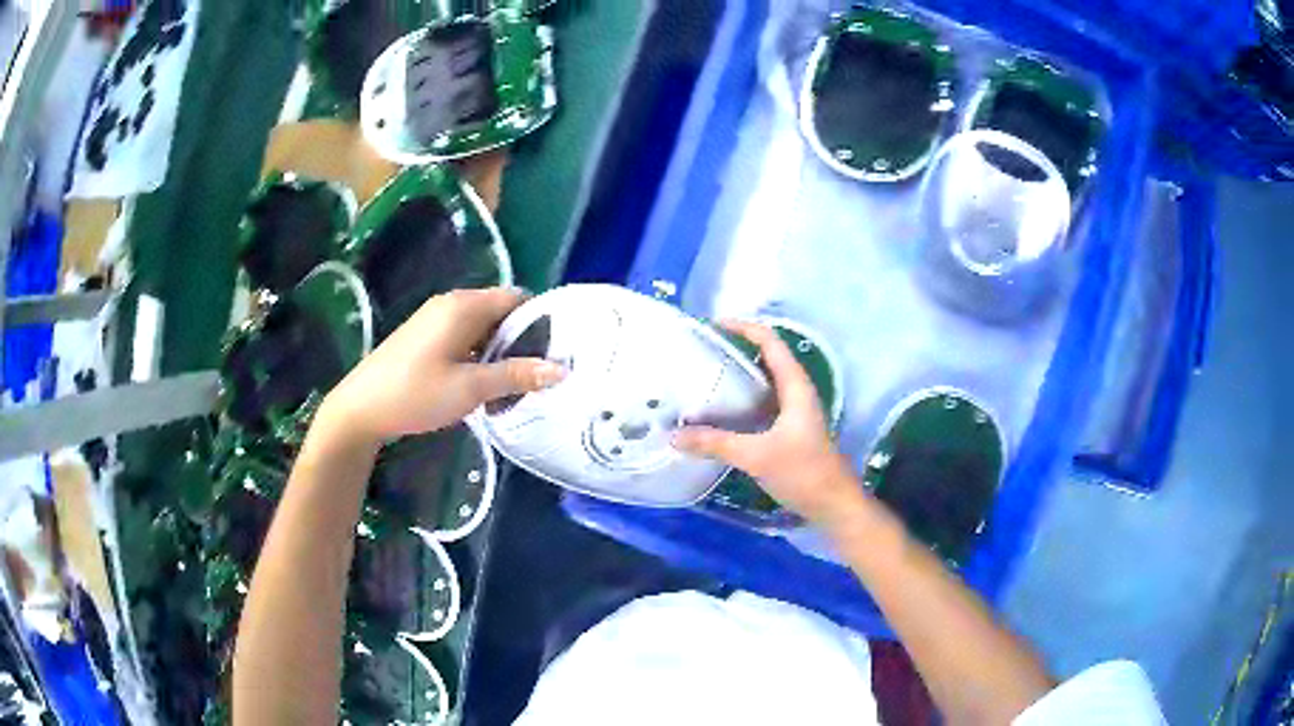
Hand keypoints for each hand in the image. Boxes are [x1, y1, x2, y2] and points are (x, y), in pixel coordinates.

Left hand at [318, 288, 563, 445]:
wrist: (360, 408)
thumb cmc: (416, 393)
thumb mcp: (470, 388)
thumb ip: (516, 376)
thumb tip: (561, 369)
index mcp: (464, 306)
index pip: (516, 298)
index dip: (540, 321)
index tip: (558, 351)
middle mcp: (451, 304)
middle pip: (499, 312)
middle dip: (521, 340)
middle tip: (539, 375)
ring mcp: (434, 320)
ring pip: (481, 328)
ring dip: (499, 353)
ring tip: (515, 386)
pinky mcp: (424, 337)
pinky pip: (463, 338)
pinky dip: (478, 357)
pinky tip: (482, 386)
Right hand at [673, 320, 866, 528]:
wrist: (833, 505)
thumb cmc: (804, 473)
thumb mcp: (757, 456)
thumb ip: (716, 443)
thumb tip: (675, 435)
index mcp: (795, 387)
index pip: (770, 342)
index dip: (744, 328)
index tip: (712, 326)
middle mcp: (795, 392)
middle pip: (766, 358)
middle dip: (735, 350)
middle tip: (701, 353)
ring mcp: (793, 412)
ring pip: (763, 384)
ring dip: (737, 377)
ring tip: (703, 378)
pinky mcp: (788, 431)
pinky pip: (760, 406)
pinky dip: (740, 403)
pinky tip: (719, 414)